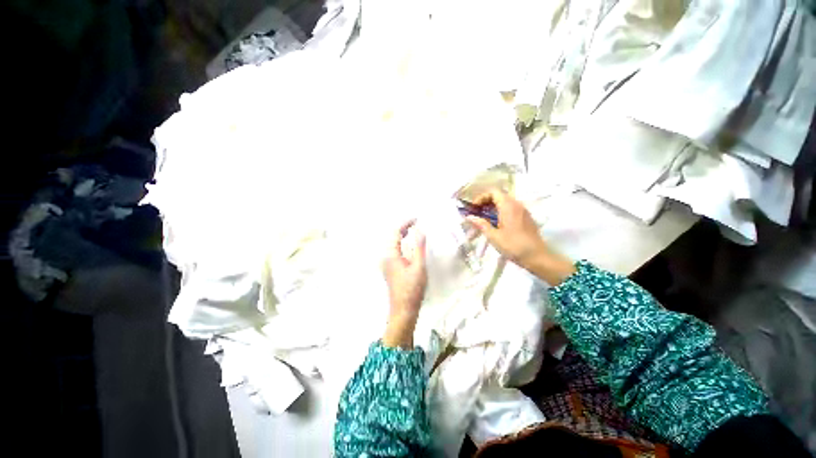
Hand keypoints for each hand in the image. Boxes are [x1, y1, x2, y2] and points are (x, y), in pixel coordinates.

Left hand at [381, 220, 426, 347]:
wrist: (403, 310)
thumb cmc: (412, 289)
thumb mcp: (418, 267)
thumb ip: (419, 247)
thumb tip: (420, 230)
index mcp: (390, 255)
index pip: (395, 233)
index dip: (405, 223)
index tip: (416, 218)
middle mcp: (385, 257)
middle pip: (393, 237)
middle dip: (404, 228)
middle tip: (417, 222)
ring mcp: (387, 264)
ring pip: (394, 244)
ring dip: (403, 236)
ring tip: (414, 230)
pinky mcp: (390, 269)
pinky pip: (395, 251)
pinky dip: (403, 244)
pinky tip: (411, 246)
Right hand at [466, 190, 574, 285]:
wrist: (537, 257)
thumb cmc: (513, 246)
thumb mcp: (493, 236)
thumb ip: (481, 224)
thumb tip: (469, 217)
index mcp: (508, 206)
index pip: (493, 192)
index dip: (481, 198)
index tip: (474, 208)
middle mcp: (517, 204)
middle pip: (499, 195)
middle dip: (486, 202)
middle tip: (477, 213)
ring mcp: (523, 210)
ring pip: (505, 202)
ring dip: (493, 207)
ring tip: (485, 219)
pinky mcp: (526, 217)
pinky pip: (512, 208)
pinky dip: (501, 211)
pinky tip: (497, 223)